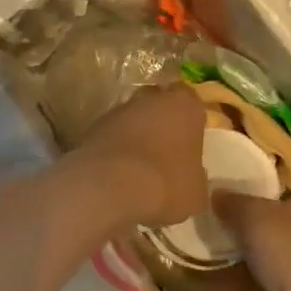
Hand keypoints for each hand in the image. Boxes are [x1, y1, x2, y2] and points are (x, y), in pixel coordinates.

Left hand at [73, 83, 207, 226]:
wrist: (110, 186)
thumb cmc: (166, 184)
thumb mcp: (196, 193)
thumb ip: (197, 177)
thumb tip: (192, 177)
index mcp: (185, 106)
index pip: (192, 101)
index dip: (191, 120)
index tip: (190, 141)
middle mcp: (152, 98)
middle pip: (159, 104)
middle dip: (162, 122)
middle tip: (166, 151)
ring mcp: (120, 110)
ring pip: (133, 117)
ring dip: (136, 135)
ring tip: (139, 166)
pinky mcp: (94, 126)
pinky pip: (112, 134)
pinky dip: (116, 148)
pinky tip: (118, 173)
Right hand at [214, 189, 290, 290]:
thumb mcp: (253, 213)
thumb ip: (232, 202)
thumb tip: (216, 194)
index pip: (285, 187)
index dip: (258, 187)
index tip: (229, 192)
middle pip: (273, 223)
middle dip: (244, 226)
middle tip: (211, 222)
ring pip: (265, 256)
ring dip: (238, 257)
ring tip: (203, 250)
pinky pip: (258, 284)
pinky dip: (237, 284)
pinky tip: (208, 281)